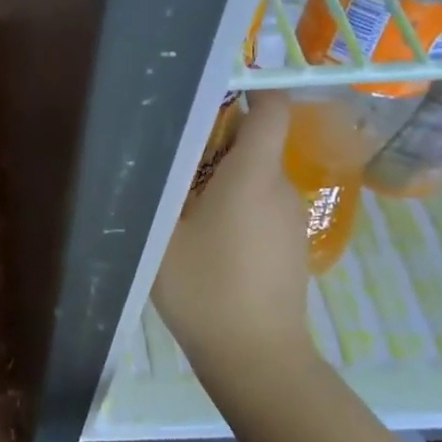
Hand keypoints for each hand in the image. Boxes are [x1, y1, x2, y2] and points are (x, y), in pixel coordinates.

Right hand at [153, 92, 312, 383]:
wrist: (257, 358)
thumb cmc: (205, 289)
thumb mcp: (162, 235)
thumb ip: (158, 189)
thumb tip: (151, 154)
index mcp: (252, 175)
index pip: (271, 109)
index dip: (252, 86)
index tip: (215, 83)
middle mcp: (281, 188)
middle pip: (255, 143)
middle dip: (216, 140)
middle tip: (169, 152)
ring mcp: (290, 219)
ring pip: (255, 177)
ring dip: (221, 177)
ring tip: (178, 197)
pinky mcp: (290, 245)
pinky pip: (261, 206)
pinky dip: (234, 205)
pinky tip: (203, 235)